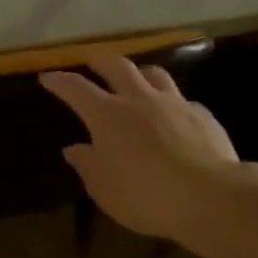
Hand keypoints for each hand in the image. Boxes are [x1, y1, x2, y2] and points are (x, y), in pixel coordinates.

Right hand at [39, 57, 240, 239]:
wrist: (210, 196)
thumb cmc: (146, 196)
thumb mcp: (104, 189)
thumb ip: (87, 165)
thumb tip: (74, 149)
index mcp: (108, 116)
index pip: (76, 89)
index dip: (60, 81)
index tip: (47, 76)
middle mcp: (140, 99)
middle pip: (117, 66)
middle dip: (100, 61)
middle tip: (91, 61)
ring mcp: (175, 103)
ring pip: (155, 74)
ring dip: (140, 73)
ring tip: (137, 79)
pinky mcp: (202, 115)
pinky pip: (183, 101)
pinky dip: (172, 105)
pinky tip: (175, 118)